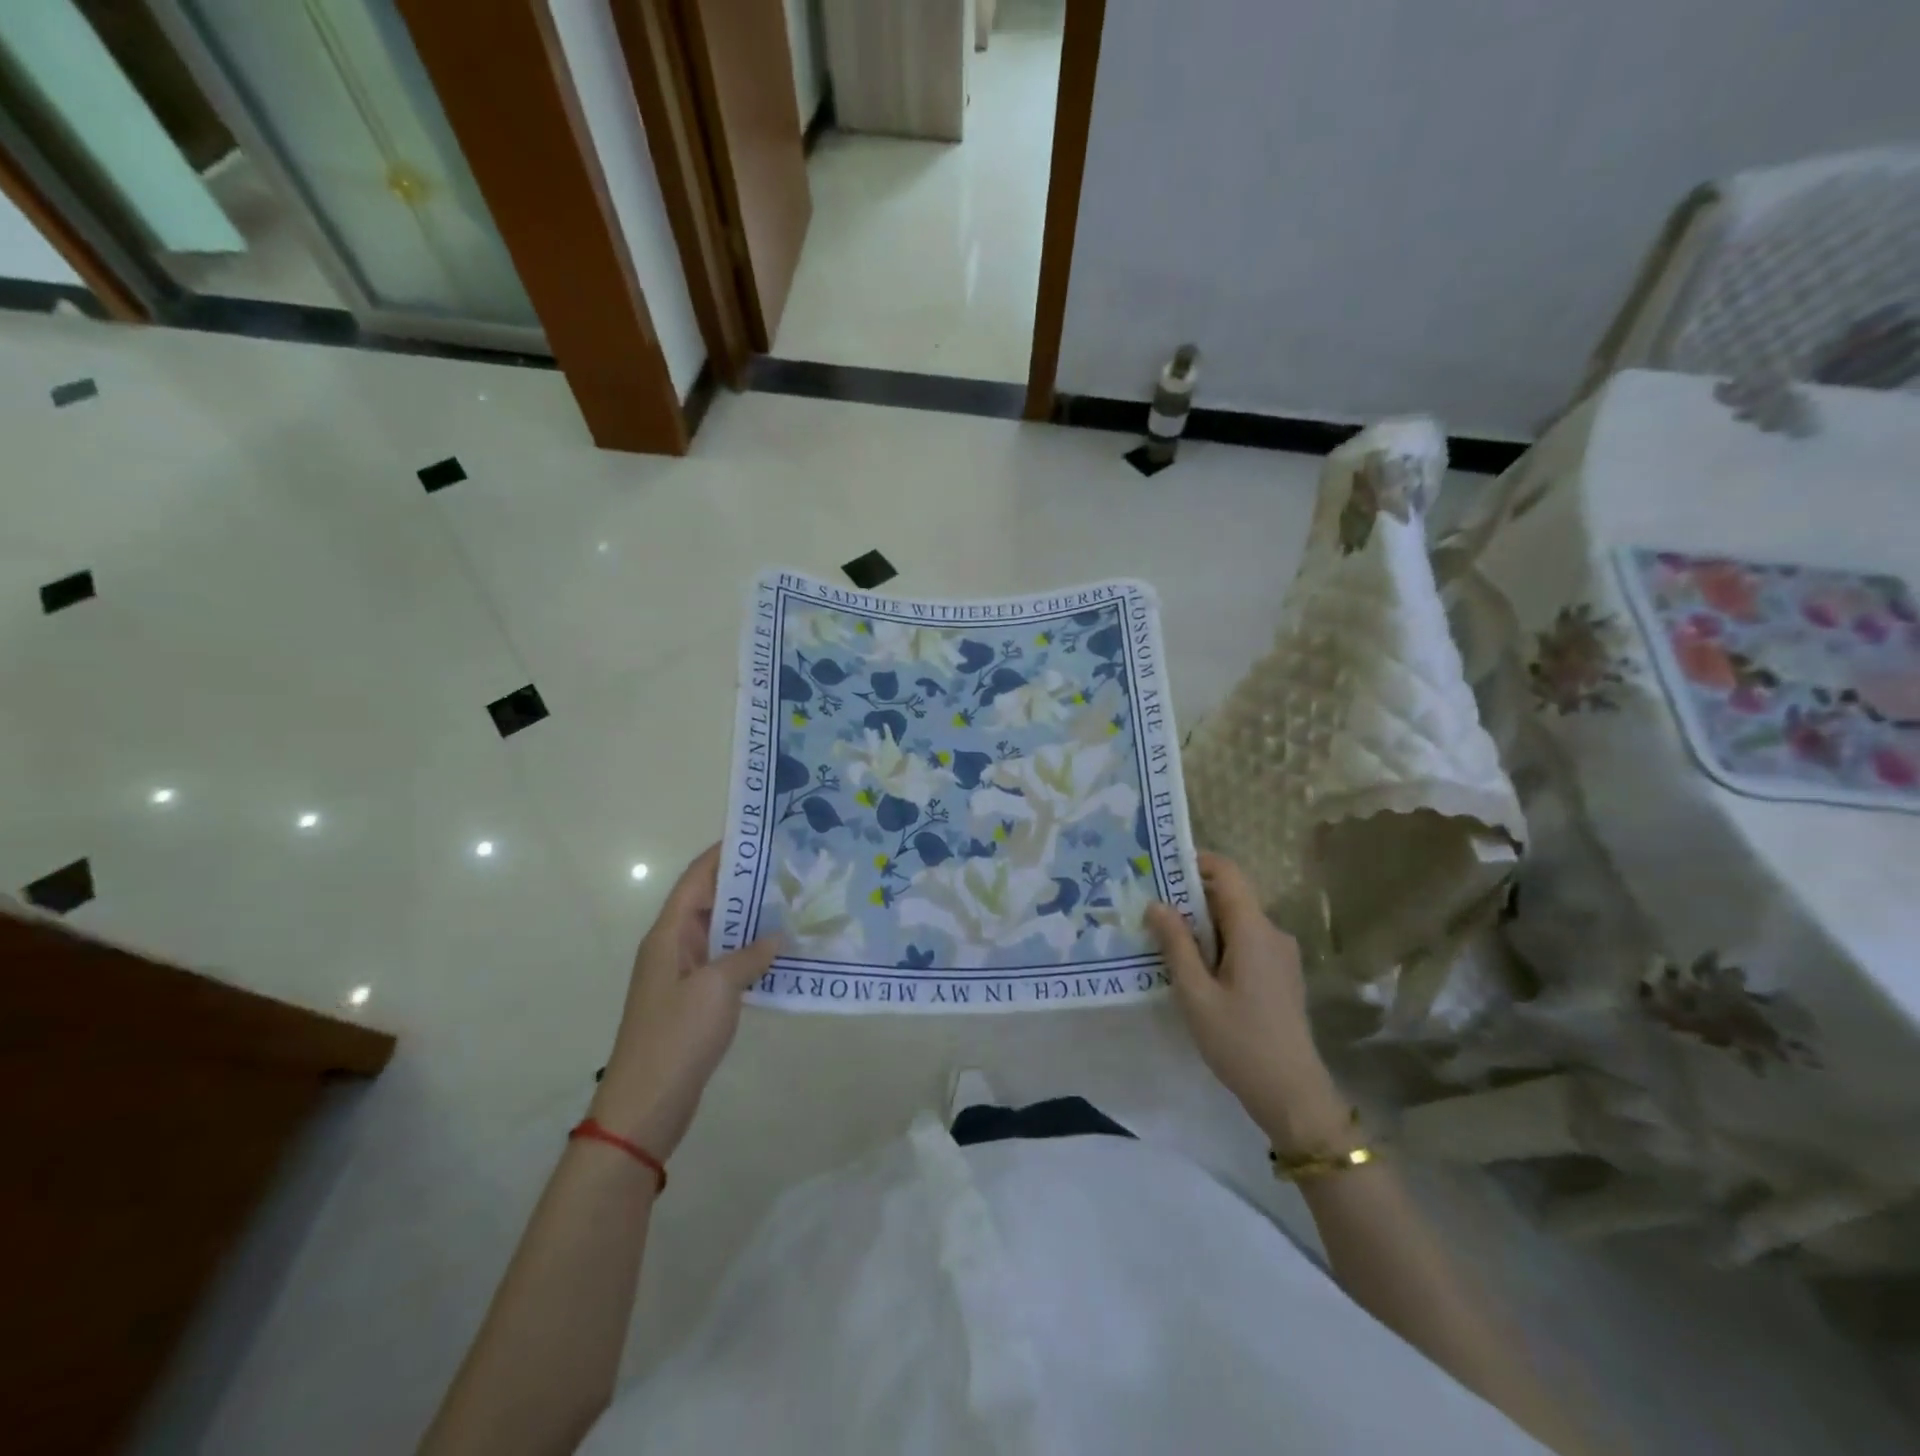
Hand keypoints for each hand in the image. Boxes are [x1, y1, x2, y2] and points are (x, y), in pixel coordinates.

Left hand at [589, 845, 779, 1160]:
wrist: (645, 1106)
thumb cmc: (676, 1036)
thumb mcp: (717, 988)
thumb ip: (749, 955)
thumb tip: (777, 936)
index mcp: (669, 934)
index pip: (697, 878)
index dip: (724, 854)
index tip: (760, 835)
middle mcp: (674, 946)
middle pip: (711, 902)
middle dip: (747, 884)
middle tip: (791, 869)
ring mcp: (684, 975)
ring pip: (722, 933)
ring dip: (753, 920)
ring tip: (795, 903)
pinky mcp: (695, 1000)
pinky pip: (726, 963)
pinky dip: (751, 953)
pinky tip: (783, 953)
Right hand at [1146, 852, 1349, 1155]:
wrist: (1293, 1096)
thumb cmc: (1239, 1042)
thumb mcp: (1195, 994)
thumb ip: (1176, 944)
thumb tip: (1156, 904)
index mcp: (1254, 931)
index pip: (1228, 873)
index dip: (1196, 863)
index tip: (1160, 869)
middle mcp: (1273, 934)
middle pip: (1230, 897)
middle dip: (1190, 897)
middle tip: (1150, 909)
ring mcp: (1280, 955)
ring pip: (1236, 922)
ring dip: (1202, 925)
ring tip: (1164, 940)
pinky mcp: (1280, 975)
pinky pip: (1245, 943)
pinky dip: (1218, 944)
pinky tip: (1193, 968)